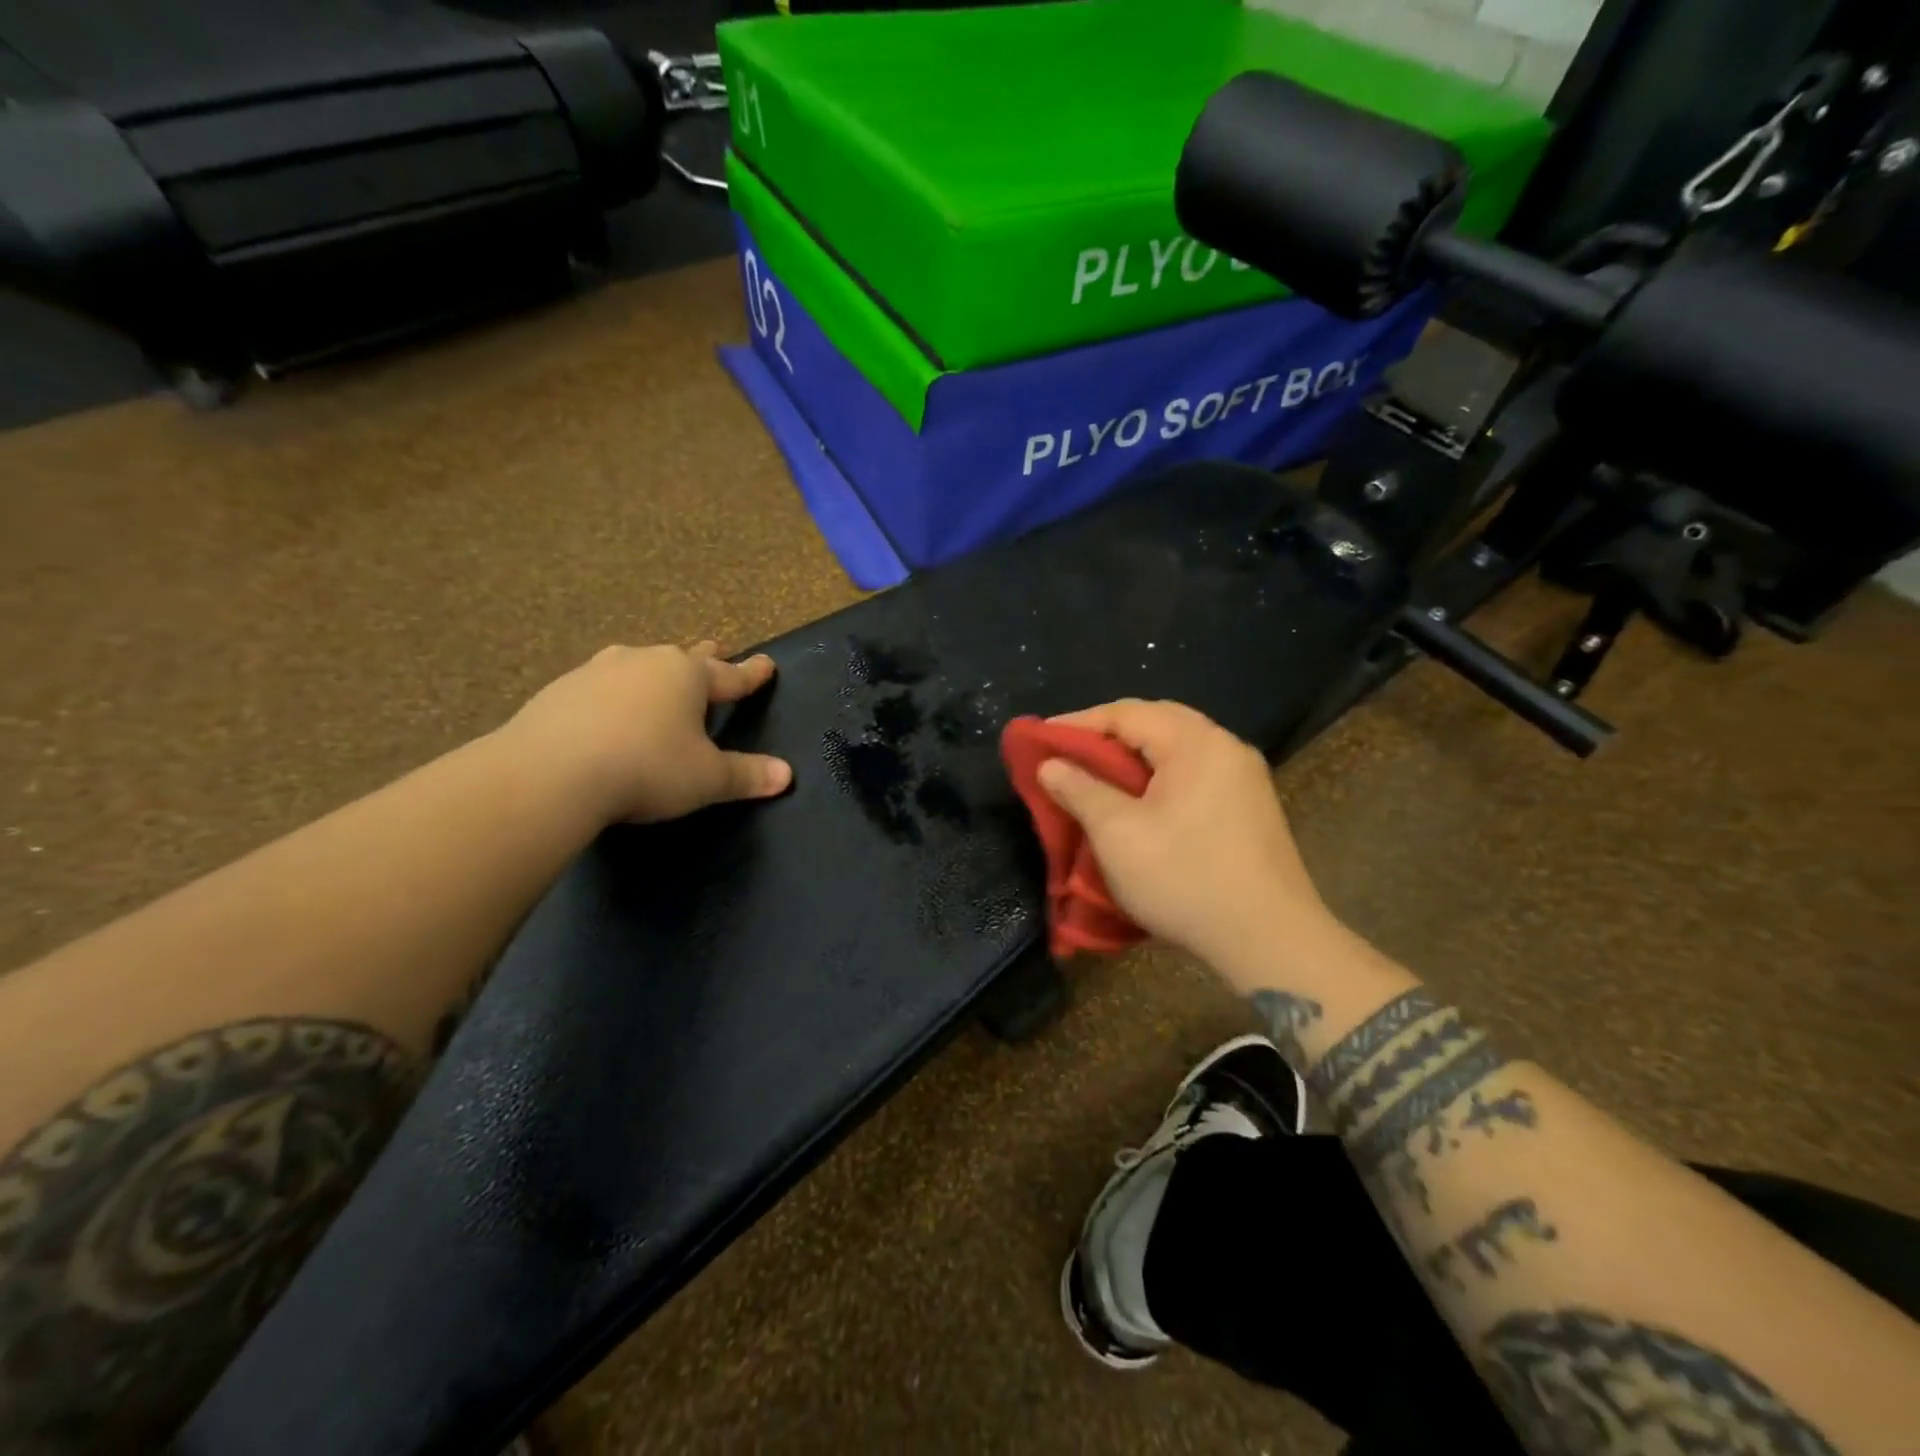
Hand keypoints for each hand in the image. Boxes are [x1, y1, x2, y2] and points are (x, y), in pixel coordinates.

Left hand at [501, 642, 792, 824]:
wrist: (550, 773)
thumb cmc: (647, 768)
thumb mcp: (706, 778)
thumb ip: (747, 775)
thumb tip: (786, 775)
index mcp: (687, 676)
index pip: (731, 674)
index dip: (752, 674)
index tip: (766, 664)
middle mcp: (645, 662)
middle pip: (684, 657)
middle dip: (705, 657)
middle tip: (717, 649)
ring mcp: (598, 672)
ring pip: (638, 666)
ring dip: (654, 672)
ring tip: (657, 680)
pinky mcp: (560, 691)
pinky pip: (600, 686)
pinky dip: (614, 695)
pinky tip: (608, 711)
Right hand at [1037, 699, 1338, 977]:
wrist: (1270, 940)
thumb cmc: (1185, 879)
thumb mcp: (1118, 833)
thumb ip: (1080, 790)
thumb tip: (1050, 764)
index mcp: (1196, 743)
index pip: (1126, 713)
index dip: (1077, 723)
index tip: (1039, 739)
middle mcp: (1225, 747)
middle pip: (1156, 723)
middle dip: (1107, 736)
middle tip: (1067, 755)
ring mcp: (1244, 778)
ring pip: (1176, 750)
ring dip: (1133, 758)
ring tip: (1096, 777)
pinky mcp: (1250, 807)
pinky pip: (1194, 774)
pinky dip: (1159, 778)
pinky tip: (1140, 803)